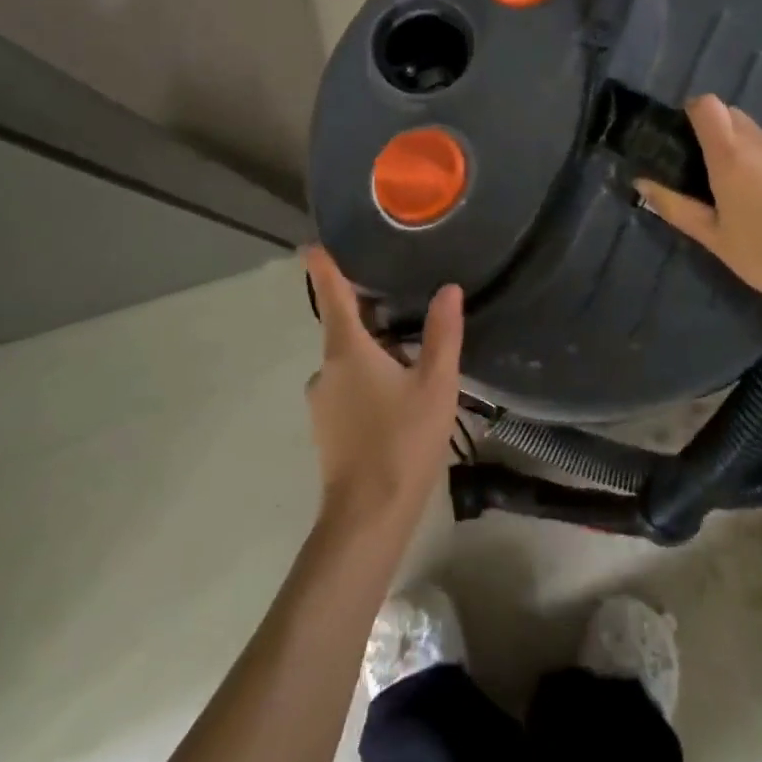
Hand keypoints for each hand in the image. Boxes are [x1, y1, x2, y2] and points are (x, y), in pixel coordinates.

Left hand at [303, 246, 462, 539]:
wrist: (368, 516)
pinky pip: (346, 386)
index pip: (333, 295)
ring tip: (410, 350)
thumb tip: (449, 289)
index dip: (323, 268)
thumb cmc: (403, 441)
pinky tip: (396, 393)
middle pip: (343, 327)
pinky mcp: (326, 427)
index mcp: (347, 350)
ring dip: (371, 350)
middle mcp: (325, 369)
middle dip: (366, 311)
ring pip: (347, 361)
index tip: (312, 245)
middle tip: (398, 296)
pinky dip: (366, 377)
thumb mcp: (436, 384)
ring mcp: (321, 401)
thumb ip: (443, 334)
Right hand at [634, 95, 761, 321]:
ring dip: (755, 157)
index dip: (694, 113)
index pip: (707, 105)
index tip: (689, 137)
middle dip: (722, 138)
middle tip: (718, 177)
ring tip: (760, 199)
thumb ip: (675, 207)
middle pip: (735, 118)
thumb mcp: (715, 239)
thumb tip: (642, 183)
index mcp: (732, 156)